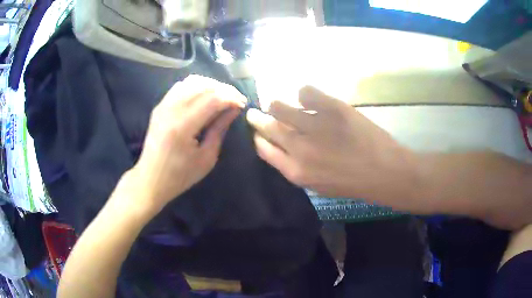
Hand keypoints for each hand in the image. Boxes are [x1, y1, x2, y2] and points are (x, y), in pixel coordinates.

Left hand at [126, 75, 245, 214]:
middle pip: (203, 86)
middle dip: (224, 89)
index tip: (242, 104)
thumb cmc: (180, 175)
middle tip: (236, 99)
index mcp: (183, 126)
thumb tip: (234, 109)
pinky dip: (196, 86)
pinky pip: (181, 86)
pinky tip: (204, 96)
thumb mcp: (206, 158)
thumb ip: (220, 129)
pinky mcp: (159, 106)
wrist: (150, 179)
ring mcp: (163, 106)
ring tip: (222, 96)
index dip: (231, 98)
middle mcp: (171, 110)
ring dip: (211, 85)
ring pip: (192, 81)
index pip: (212, 99)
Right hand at [247, 86, 419, 209]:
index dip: (258, 137)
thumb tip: (284, 146)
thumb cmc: (353, 183)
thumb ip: (297, 167)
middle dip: (257, 118)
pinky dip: (304, 93)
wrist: (385, 172)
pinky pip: (305, 91)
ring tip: (281, 103)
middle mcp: (299, 148)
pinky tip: (310, 99)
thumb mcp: (319, 185)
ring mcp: (314, 125)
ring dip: (276, 104)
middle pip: (267, 126)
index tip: (258, 131)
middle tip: (256, 112)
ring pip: (279, 106)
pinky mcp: (332, 107)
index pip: (263, 148)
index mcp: (295, 171)